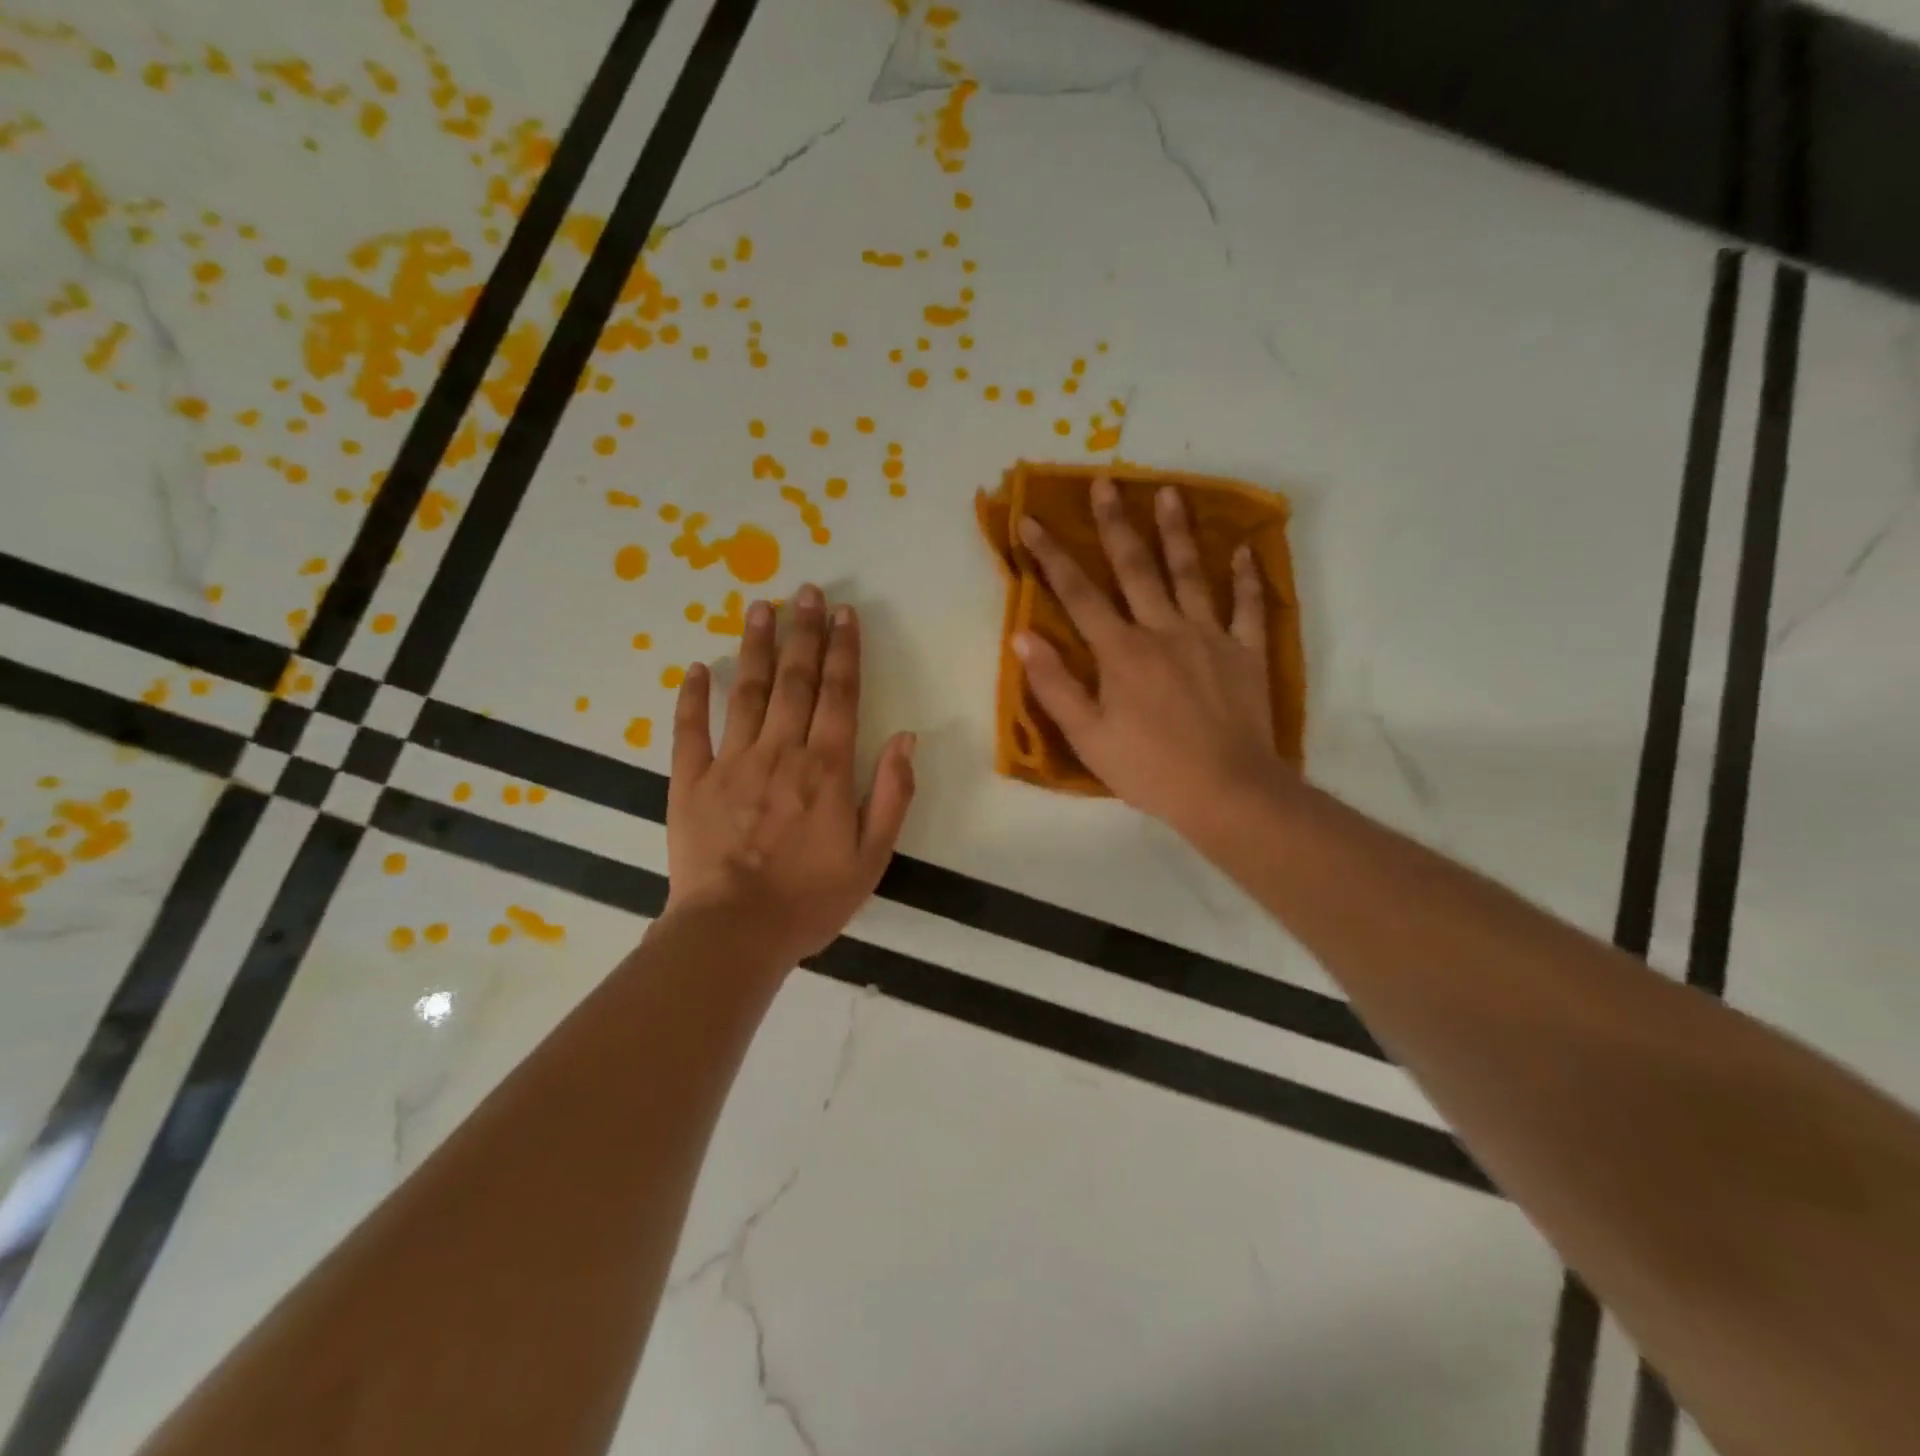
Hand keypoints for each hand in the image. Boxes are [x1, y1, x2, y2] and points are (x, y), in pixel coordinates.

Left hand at [664, 585, 915, 966]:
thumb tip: (907, 738)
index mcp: (827, 768)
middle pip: (794, 679)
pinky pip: (690, 731)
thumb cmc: (810, 899)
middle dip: (803, 632)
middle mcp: (781, 752)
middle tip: (806, 591)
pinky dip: (692, 698)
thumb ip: (892, 794)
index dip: (843, 650)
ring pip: (745, 691)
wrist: (734, 933)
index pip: (840, 694)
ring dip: (754, 646)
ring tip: (760, 606)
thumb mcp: (872, 856)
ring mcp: (732, 762)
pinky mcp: (691, 782)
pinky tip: (695, 668)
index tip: (844, 613)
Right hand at [1015, 476, 1291, 836]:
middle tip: (1105, 482)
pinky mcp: (1246, 652)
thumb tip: (1023, 637)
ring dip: (1176, 531)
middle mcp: (1164, 630)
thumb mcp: (1088, 736)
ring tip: (1168, 491)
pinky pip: (1247, 606)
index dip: (1051, 556)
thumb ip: (1055, 685)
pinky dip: (1245, 576)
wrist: (1227, 790)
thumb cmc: (1149, 768)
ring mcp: (1210, 637)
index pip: (1078, 595)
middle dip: (1115, 523)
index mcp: (1121, 652)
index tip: (1031, 521)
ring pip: (1190, 573)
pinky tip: (1243, 549)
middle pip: (1135, 568)